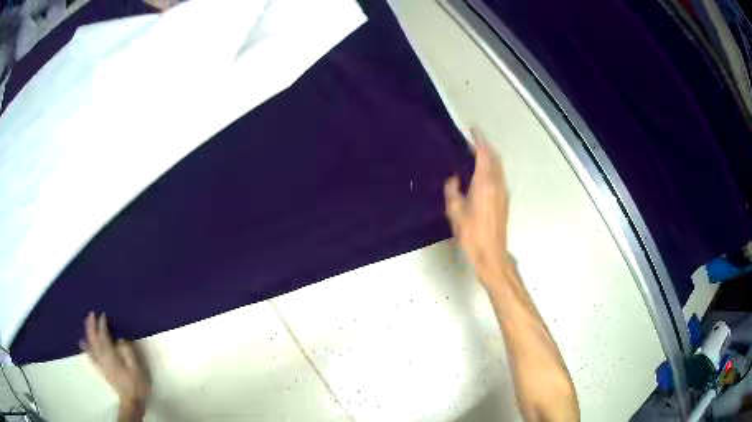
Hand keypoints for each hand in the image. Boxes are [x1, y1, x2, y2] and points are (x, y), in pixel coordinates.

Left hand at [80, 312, 150, 408]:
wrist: (131, 400)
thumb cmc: (136, 383)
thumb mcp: (135, 367)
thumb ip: (127, 351)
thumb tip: (119, 339)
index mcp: (110, 355)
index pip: (104, 336)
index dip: (102, 325)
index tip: (103, 315)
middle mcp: (102, 357)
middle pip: (94, 338)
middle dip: (91, 325)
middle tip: (91, 313)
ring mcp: (100, 363)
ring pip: (90, 345)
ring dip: (88, 333)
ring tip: (86, 323)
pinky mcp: (101, 369)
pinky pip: (90, 355)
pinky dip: (85, 347)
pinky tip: (82, 342)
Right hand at [444, 129, 509, 287]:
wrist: (491, 253)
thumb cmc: (472, 233)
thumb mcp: (455, 211)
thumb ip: (452, 191)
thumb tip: (454, 180)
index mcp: (485, 182)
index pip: (484, 154)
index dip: (479, 140)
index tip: (473, 129)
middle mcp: (497, 183)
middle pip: (494, 158)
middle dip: (485, 147)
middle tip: (471, 143)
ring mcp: (503, 192)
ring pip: (498, 167)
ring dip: (489, 158)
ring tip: (475, 156)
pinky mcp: (504, 201)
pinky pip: (499, 177)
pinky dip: (491, 169)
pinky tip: (481, 176)